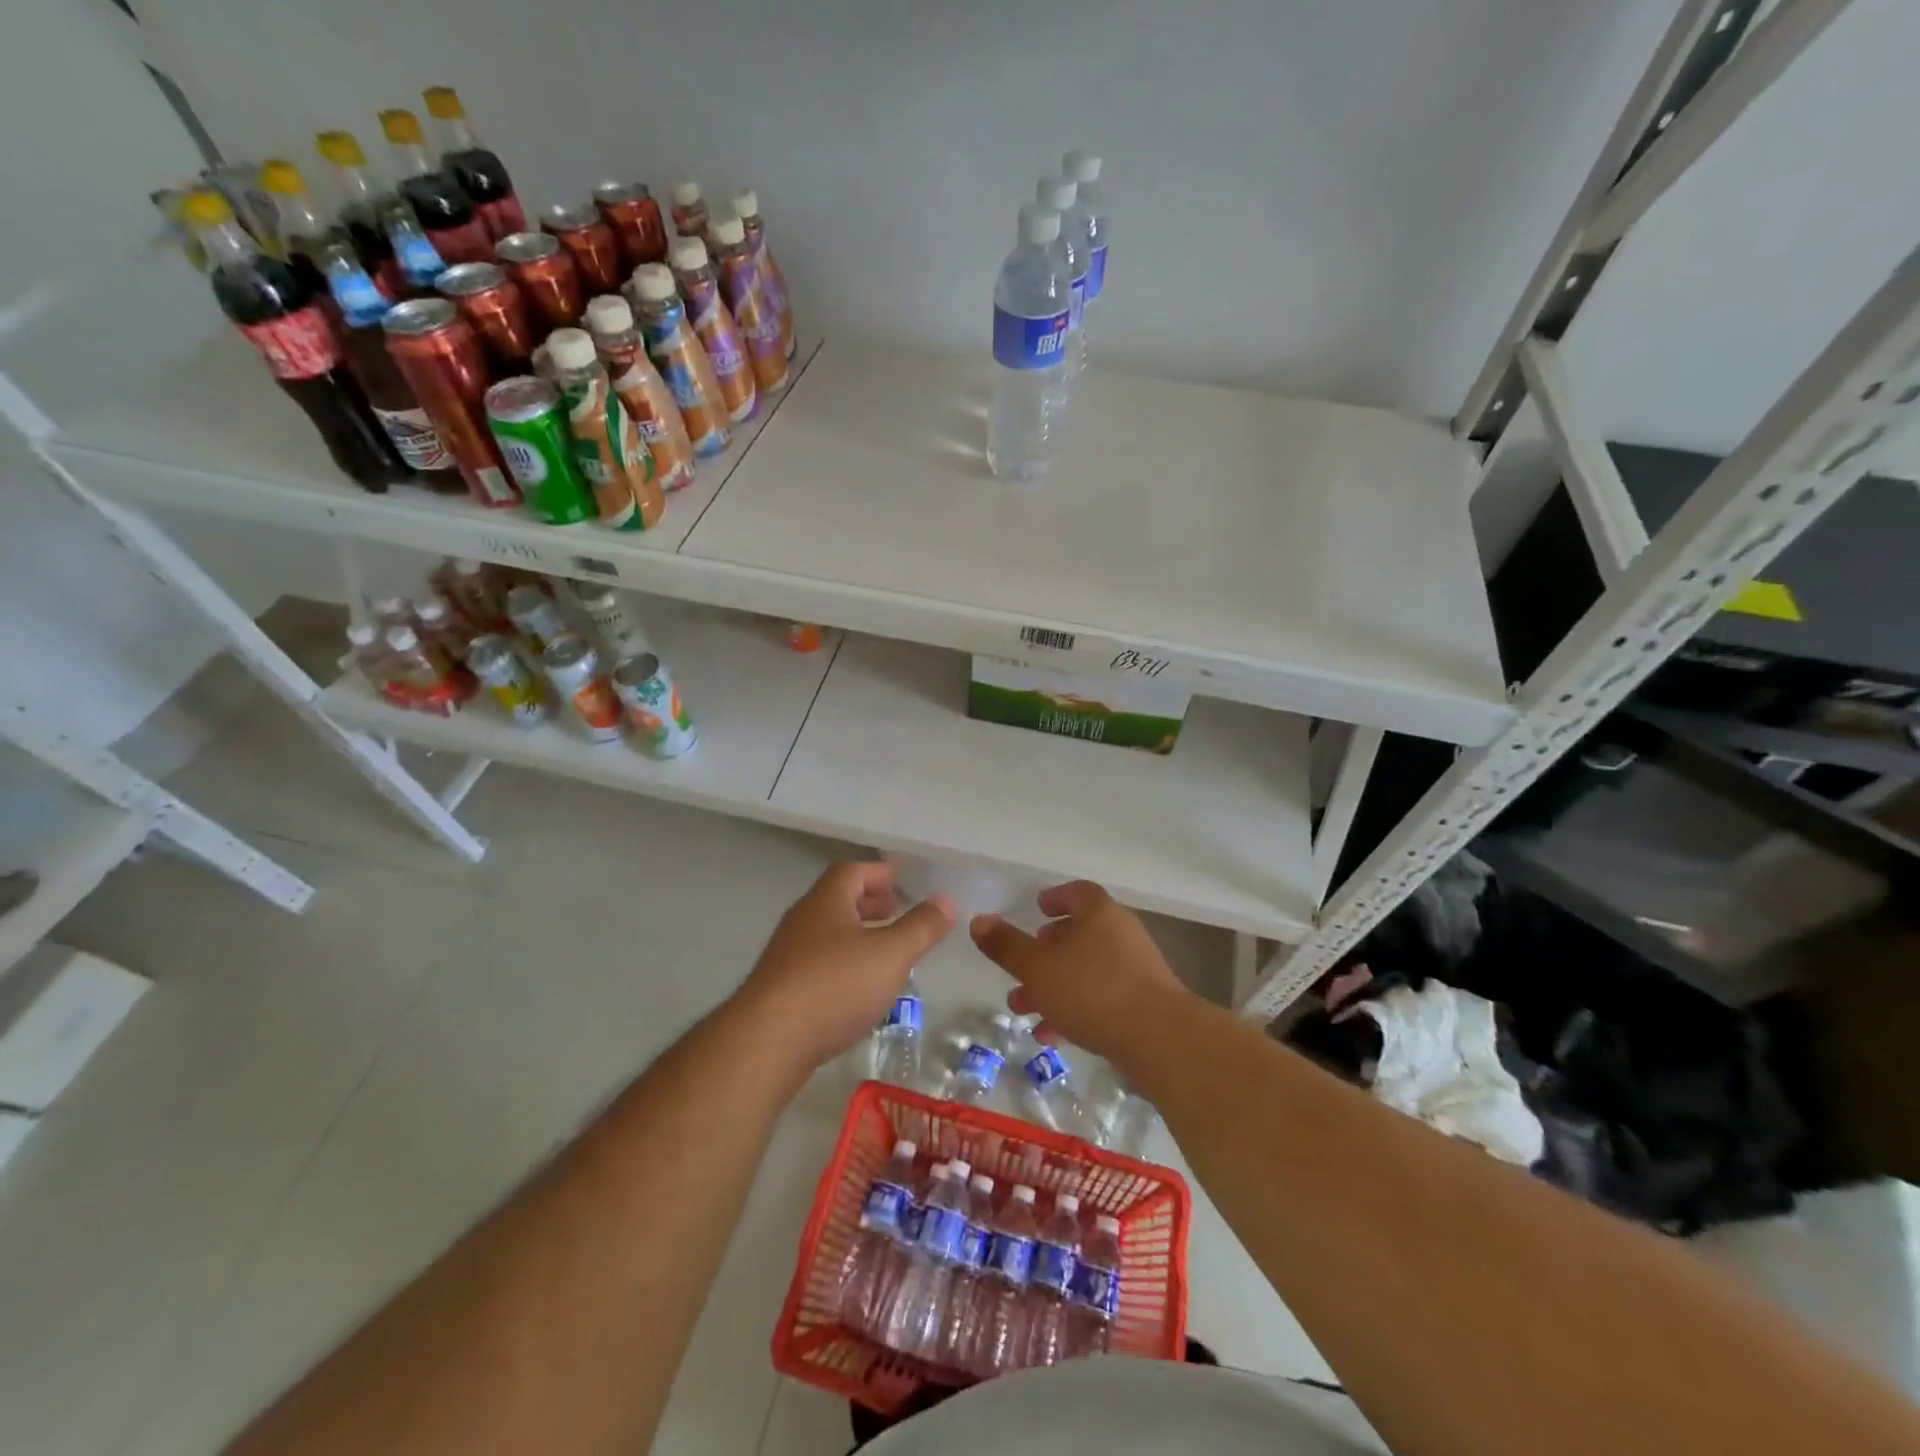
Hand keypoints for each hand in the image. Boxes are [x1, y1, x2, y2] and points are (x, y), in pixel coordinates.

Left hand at [735, 862, 954, 1069]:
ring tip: (883, 950)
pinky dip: (842, 963)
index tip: (900, 880)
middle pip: (837, 899)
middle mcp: (803, 920)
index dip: (878, 873)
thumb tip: (946, 899)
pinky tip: (857, 987)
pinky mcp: (780, 988)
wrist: (767, 1041)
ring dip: (855, 934)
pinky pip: (817, 962)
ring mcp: (787, 955)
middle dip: (868, 902)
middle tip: (895, 911)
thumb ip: (921, 927)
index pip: (852, 871)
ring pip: (827, 932)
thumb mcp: (892, 955)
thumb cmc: (835, 986)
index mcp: (827, 901)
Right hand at [969, 880, 1188, 1065]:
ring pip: (1086, 970)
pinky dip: (1075, 1009)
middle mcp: (1121, 934)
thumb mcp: (1037, 967)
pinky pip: (1101, 998)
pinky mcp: (1144, 1004)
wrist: (1160, 1040)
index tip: (1036, 909)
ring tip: (1024, 1008)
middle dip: (1045, 953)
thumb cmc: (1092, 990)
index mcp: (1099, 914)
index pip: (1077, 892)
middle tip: (1021, 968)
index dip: (1055, 898)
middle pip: (1079, 934)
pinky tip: (1052, 1035)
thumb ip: (1006, 945)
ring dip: (1054, 986)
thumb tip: (978, 920)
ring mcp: (1136, 970)